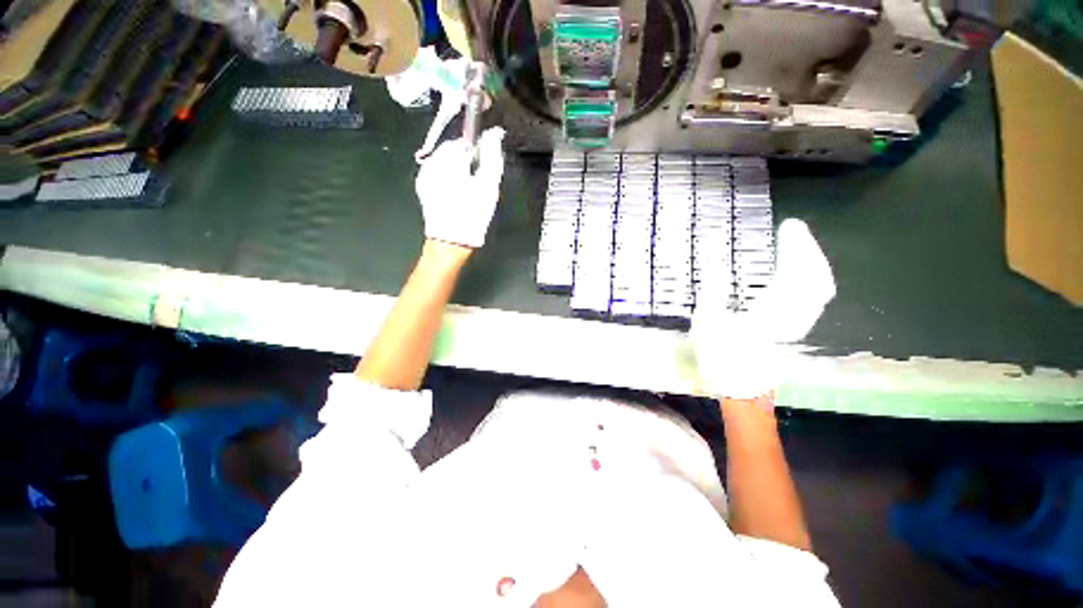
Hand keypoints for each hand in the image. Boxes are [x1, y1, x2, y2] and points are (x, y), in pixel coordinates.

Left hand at [415, 127, 505, 247]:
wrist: (451, 242)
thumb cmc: (472, 213)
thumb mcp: (488, 185)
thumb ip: (492, 157)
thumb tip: (494, 134)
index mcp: (446, 158)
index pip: (463, 140)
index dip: (477, 150)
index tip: (486, 165)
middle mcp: (431, 162)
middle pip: (452, 151)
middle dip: (466, 160)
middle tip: (479, 180)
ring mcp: (424, 176)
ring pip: (445, 163)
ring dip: (458, 170)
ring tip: (469, 190)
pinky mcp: (423, 189)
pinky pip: (438, 175)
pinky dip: (449, 179)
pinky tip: (458, 195)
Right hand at [690, 219, 835, 399]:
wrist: (740, 388)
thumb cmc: (720, 359)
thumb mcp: (707, 326)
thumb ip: (712, 294)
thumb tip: (715, 265)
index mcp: (771, 314)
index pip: (795, 274)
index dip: (796, 248)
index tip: (788, 227)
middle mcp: (793, 317)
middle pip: (815, 278)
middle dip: (807, 250)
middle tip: (794, 231)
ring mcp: (798, 323)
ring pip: (819, 287)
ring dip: (811, 262)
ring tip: (798, 245)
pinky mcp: (795, 328)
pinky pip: (813, 296)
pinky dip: (810, 277)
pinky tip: (799, 272)